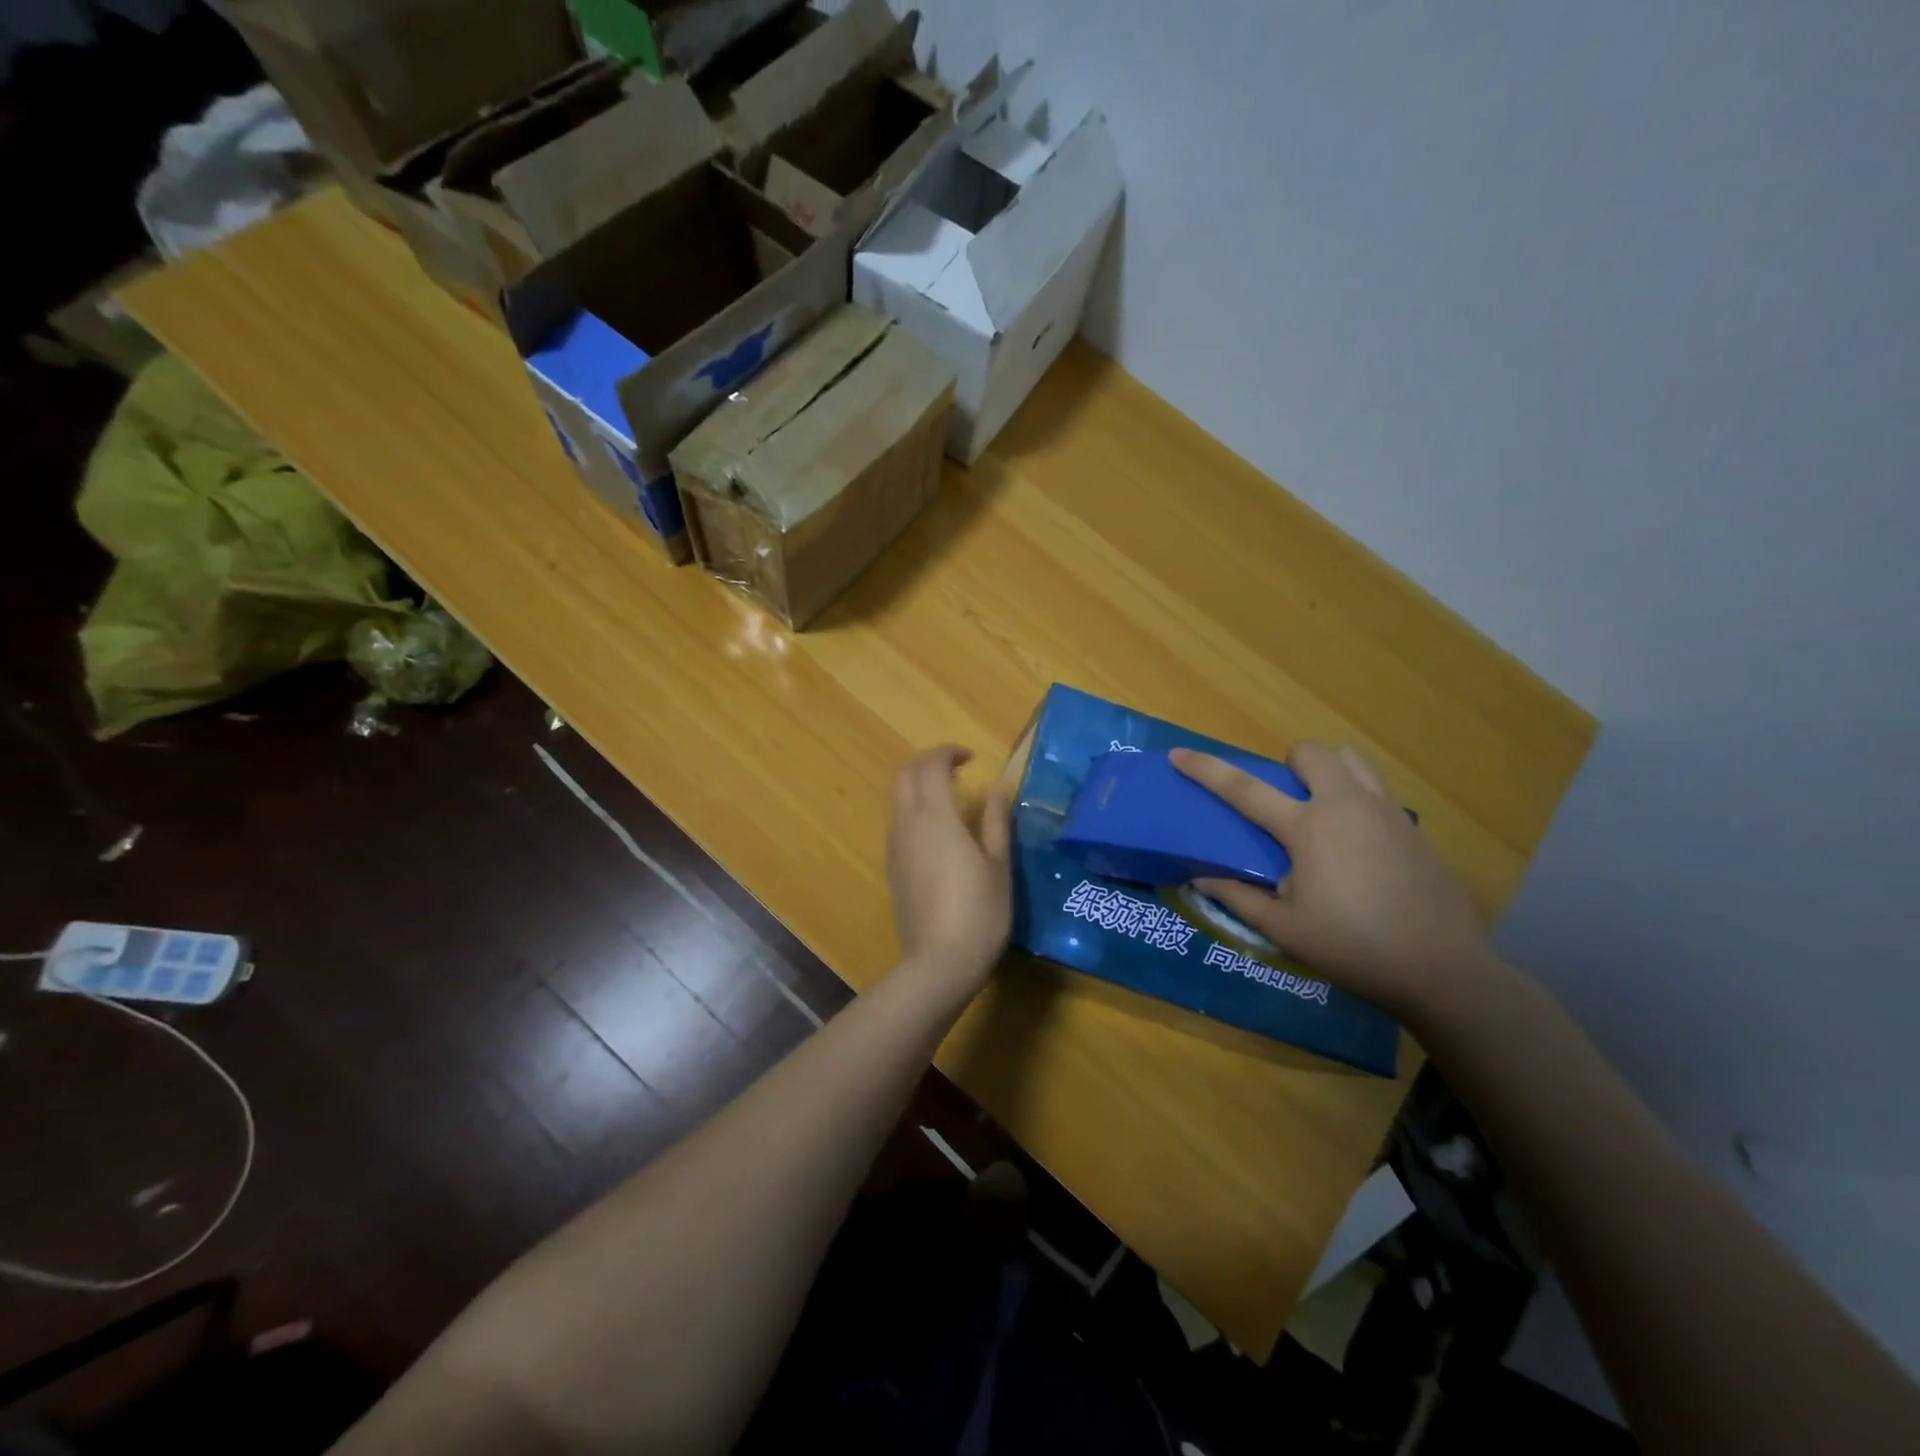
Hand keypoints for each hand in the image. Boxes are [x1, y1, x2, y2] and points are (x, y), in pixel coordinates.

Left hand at [886, 746, 1012, 998]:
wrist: (939, 963)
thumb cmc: (979, 911)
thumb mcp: (998, 864)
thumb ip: (996, 819)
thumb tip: (998, 785)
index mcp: (935, 817)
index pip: (930, 766)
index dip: (948, 753)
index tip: (971, 758)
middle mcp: (907, 824)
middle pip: (903, 775)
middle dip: (927, 763)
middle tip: (957, 771)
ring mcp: (894, 847)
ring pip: (897, 799)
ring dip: (918, 787)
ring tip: (951, 799)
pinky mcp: (891, 868)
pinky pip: (897, 823)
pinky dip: (914, 811)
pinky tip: (939, 833)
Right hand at [1170, 743, 1492, 1018]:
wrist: (1442, 970)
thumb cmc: (1353, 948)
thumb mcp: (1284, 930)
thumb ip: (1238, 897)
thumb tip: (1200, 877)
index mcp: (1308, 829)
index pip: (1244, 789)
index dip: (1207, 770)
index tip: (1179, 754)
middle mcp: (1347, 806)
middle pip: (1312, 753)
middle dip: (1289, 764)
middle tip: (1285, 802)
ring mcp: (1387, 812)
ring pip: (1352, 761)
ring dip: (1327, 772)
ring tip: (1321, 812)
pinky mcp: (1414, 828)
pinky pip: (1377, 790)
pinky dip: (1357, 799)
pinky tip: (1358, 845)